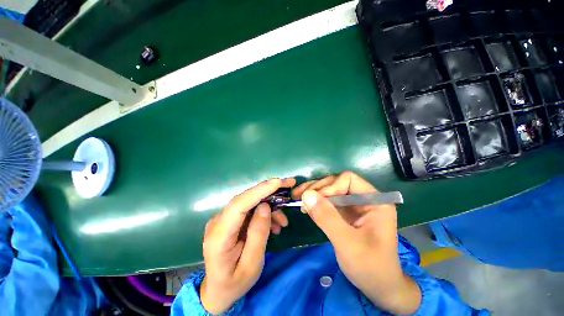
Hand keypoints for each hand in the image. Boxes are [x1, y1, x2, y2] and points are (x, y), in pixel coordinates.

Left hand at [200, 178, 294, 313]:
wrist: (218, 290)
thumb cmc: (235, 282)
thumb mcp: (252, 265)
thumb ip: (258, 234)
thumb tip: (265, 206)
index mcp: (219, 237)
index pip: (238, 205)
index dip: (259, 191)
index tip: (278, 182)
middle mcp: (217, 222)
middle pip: (245, 198)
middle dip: (268, 190)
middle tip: (288, 185)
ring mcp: (222, 219)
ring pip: (249, 202)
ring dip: (269, 206)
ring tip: (283, 221)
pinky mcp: (229, 220)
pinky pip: (249, 209)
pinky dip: (264, 212)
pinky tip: (274, 224)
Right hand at [293, 172, 420, 314]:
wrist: (379, 288)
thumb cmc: (370, 267)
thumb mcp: (347, 243)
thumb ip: (327, 217)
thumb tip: (306, 195)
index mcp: (374, 201)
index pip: (348, 180)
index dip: (330, 186)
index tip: (315, 199)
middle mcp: (364, 198)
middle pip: (337, 182)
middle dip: (317, 188)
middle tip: (298, 196)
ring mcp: (354, 206)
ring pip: (330, 190)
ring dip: (313, 193)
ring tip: (297, 198)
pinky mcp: (346, 213)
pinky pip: (328, 201)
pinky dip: (316, 202)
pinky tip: (305, 206)